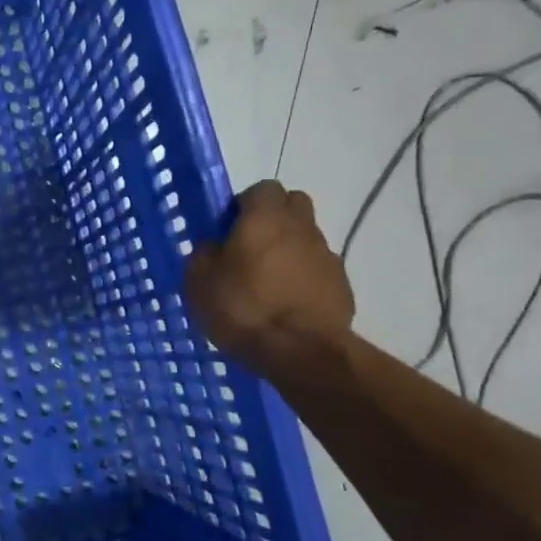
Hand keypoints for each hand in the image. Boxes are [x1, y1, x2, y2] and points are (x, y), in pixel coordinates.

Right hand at [184, 181, 354, 378]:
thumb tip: (213, 247)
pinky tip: (285, 305)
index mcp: (265, 218)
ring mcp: (326, 256)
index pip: (262, 189)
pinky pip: (317, 270)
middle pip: (292, 205)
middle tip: (248, 248)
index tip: (228, 229)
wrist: (301, 351)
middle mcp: (301, 227)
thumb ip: (203, 255)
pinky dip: (302, 279)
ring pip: (305, 239)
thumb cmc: (243, 308)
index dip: (244, 205)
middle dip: (272, 219)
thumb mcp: (198, 282)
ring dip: (287, 251)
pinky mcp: (341, 285)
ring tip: (266, 284)